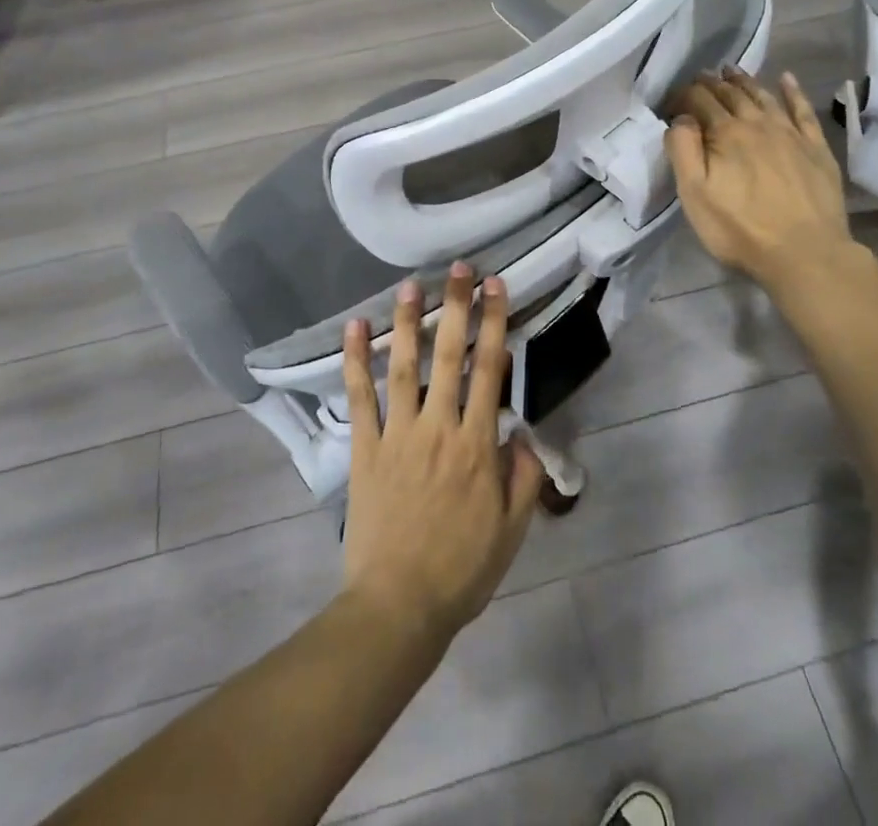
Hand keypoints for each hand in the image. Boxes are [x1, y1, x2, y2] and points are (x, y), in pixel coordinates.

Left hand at [340, 264, 544, 643]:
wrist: (399, 606)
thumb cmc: (462, 569)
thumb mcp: (512, 530)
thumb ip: (523, 476)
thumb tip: (522, 431)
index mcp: (477, 445)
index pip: (490, 371)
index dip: (495, 324)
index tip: (497, 288)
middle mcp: (438, 428)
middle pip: (450, 356)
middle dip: (458, 308)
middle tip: (460, 270)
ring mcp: (398, 435)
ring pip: (404, 368)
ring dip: (407, 323)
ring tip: (411, 285)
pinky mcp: (366, 449)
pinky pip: (359, 398)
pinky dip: (355, 361)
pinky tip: (354, 328)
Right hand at [668, 68, 860, 293]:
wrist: (805, 253)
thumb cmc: (741, 228)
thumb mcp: (695, 195)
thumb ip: (683, 151)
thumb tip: (681, 119)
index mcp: (725, 134)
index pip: (700, 102)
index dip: (685, 96)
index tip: (674, 99)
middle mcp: (757, 124)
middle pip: (732, 95)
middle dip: (713, 83)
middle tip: (702, 75)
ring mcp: (790, 134)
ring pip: (763, 97)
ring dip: (745, 81)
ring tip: (732, 71)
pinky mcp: (816, 148)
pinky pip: (803, 110)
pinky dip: (793, 91)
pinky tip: (786, 79)